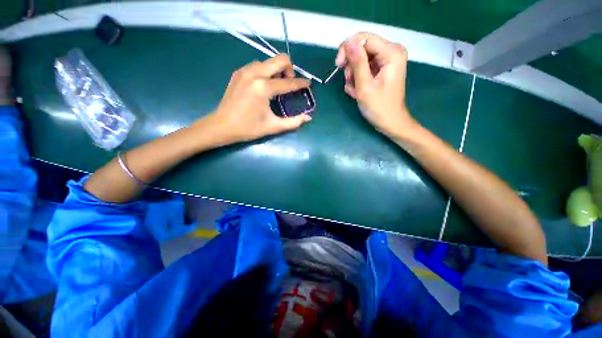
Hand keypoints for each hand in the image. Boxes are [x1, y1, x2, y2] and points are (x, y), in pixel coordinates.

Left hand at [202, 54, 311, 144]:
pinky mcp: (238, 72)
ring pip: (268, 61)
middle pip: (280, 59)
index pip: (289, 83)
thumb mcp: (273, 126)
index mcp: (263, 88)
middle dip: (289, 70)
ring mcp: (245, 71)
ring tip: (276, 87)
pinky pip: (257, 65)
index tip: (308, 84)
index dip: (301, 84)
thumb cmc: (248, 128)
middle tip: (289, 85)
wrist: (221, 126)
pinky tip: (263, 86)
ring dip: (277, 70)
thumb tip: (308, 118)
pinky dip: (265, 72)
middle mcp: (254, 73)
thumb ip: (293, 122)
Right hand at [335, 33, 418, 137]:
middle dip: (351, 65)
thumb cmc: (379, 108)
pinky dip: (358, 79)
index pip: (364, 39)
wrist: (390, 122)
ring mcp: (387, 61)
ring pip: (361, 59)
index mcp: (391, 52)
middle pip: (362, 47)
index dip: (348, 49)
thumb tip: (348, 42)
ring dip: (353, 74)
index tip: (338, 65)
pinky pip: (364, 67)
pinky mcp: (382, 69)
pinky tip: (357, 91)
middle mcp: (391, 51)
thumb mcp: (365, 86)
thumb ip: (357, 63)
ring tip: (354, 90)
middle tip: (349, 82)